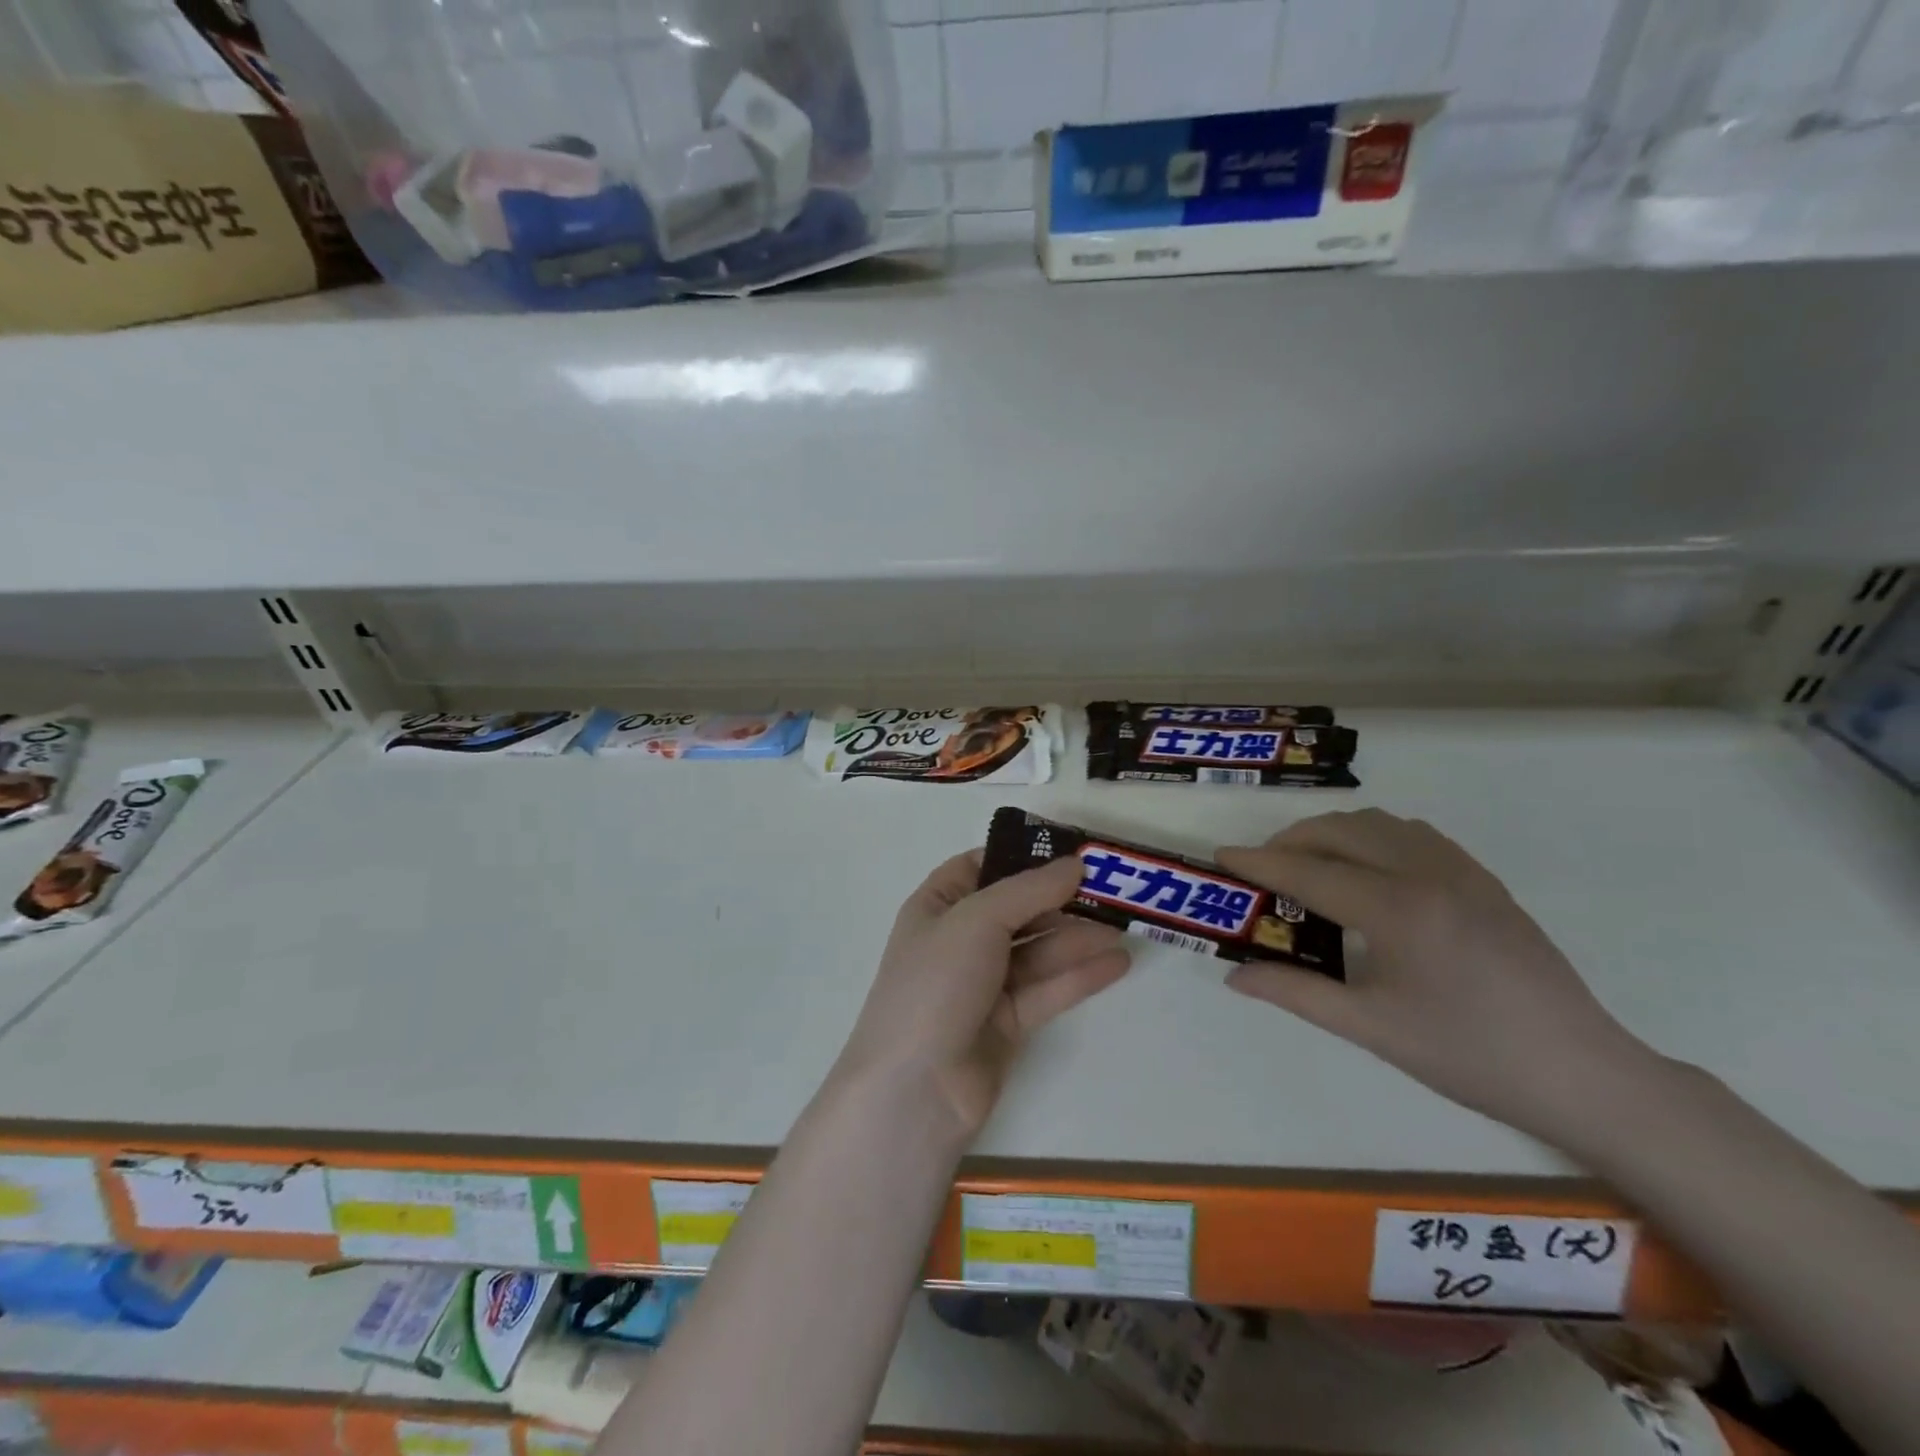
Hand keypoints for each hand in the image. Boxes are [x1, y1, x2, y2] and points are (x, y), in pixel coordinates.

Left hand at [834, 852, 1131, 1142]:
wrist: (915, 1089)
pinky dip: (1080, 976)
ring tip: (1125, 926)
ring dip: (1077, 938)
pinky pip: (1047, 990)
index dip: (1020, 857)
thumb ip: (1029, 890)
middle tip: (1111, 890)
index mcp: (937, 906)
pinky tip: (1118, 963)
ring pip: (1037, 951)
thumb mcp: (977, 920)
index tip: (1068, 852)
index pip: (979, 868)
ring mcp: (983, 984)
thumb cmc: (936, 983)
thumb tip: (1075, 864)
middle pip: (1017, 910)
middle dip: (1060, 900)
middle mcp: (960, 940)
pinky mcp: (1007, 1023)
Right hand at [1216, 810, 1657, 1147]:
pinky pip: (1414, 834)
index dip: (1259, 863)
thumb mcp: (1372, 1029)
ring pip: (1378, 823)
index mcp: (1397, 910)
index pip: (1309, 872)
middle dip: (1291, 840)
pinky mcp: (1484, 880)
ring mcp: (1462, 871)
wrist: (1582, 1073)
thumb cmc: (1468, 1056)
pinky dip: (1374, 837)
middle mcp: (1427, 874)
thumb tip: (1235, 975)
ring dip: (1333, 833)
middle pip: (1340, 831)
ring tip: (1310, 865)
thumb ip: (1297, 993)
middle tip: (1263, 869)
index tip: (1221, 856)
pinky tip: (1369, 871)